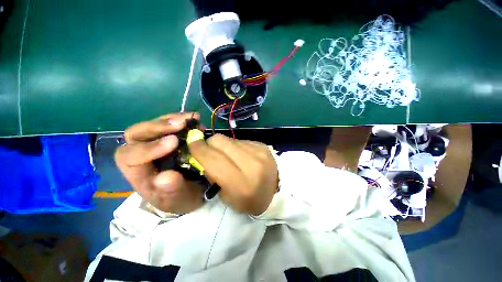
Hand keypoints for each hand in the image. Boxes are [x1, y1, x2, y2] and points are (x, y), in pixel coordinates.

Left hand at [115, 113, 203, 214]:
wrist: (190, 190)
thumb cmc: (181, 198)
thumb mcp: (179, 199)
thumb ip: (172, 191)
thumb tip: (166, 177)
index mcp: (138, 173)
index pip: (130, 156)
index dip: (148, 148)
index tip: (174, 143)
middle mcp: (142, 154)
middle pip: (137, 134)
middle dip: (158, 127)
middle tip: (181, 124)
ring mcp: (156, 143)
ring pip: (154, 125)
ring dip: (172, 119)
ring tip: (192, 119)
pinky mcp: (169, 137)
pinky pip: (170, 123)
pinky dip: (182, 119)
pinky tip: (195, 119)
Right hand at [189, 134, 278, 215]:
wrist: (275, 192)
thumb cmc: (249, 200)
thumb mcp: (226, 197)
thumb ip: (212, 175)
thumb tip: (204, 155)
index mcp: (241, 184)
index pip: (213, 160)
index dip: (198, 149)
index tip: (191, 144)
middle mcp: (251, 164)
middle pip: (220, 141)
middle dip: (210, 144)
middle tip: (210, 151)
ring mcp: (259, 152)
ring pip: (229, 139)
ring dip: (223, 146)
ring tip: (228, 155)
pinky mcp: (263, 145)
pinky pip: (241, 140)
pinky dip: (236, 146)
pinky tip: (241, 155)